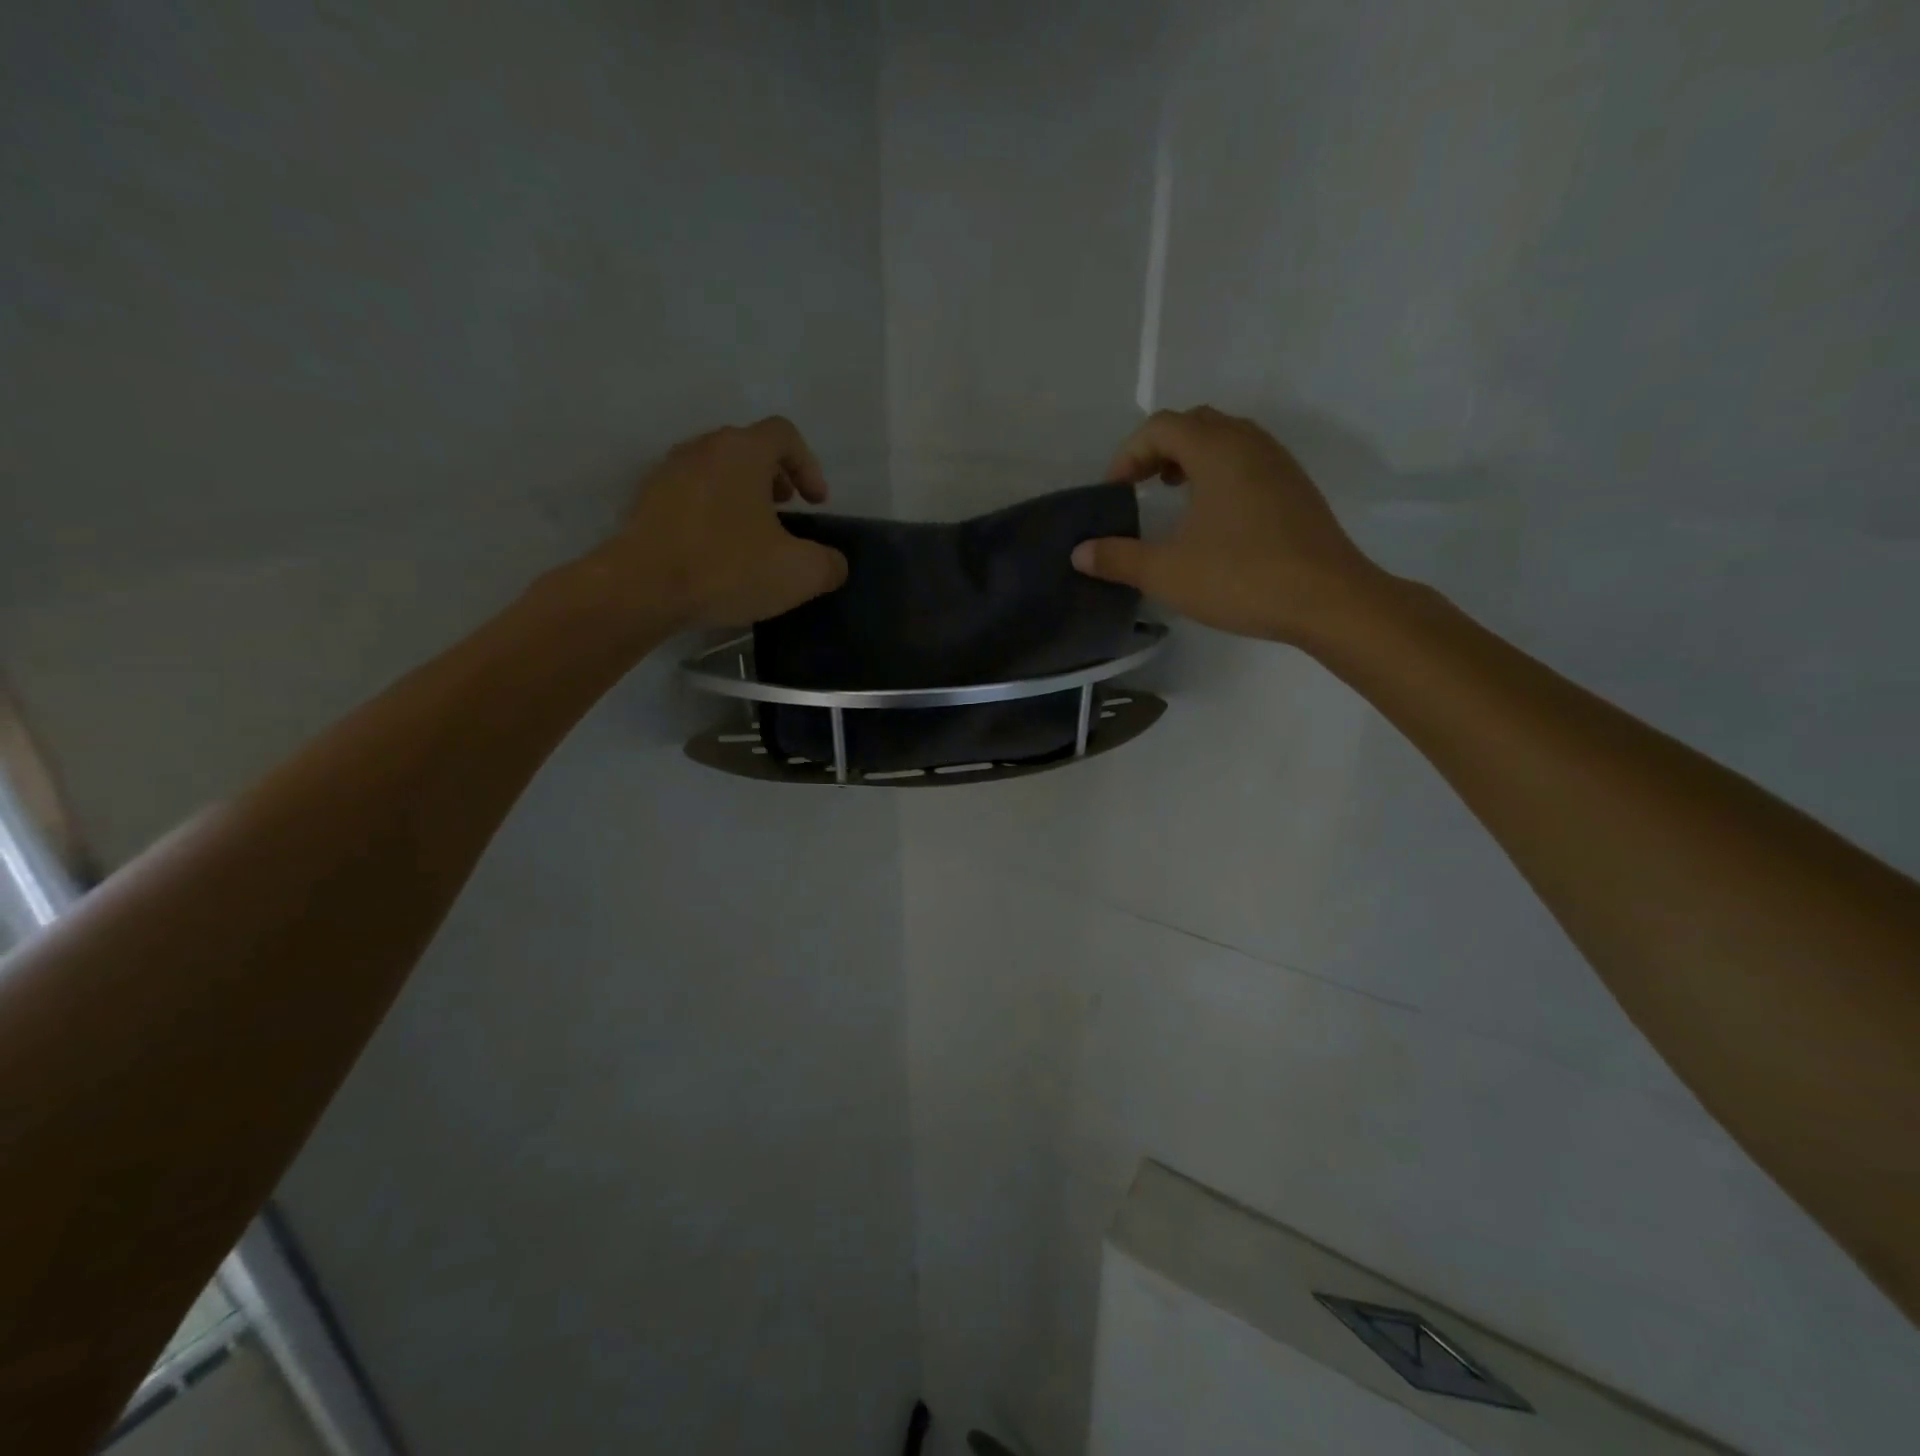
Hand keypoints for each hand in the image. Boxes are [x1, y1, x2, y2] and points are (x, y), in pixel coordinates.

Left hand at [605, 417, 849, 630]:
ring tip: (752, 533)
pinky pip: (690, 495)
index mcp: (743, 451)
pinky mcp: (646, 501)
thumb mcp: (799, 573)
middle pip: (747, 448)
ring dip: (741, 494)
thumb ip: (829, 564)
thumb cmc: (727, 568)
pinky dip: (711, 511)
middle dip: (774, 477)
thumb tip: (834, 563)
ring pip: (716, 470)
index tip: (815, 503)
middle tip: (786, 511)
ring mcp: (668, 472)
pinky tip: (717, 550)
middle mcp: (703, 449)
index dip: (809, 465)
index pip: (784, 435)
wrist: (641, 588)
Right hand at [1072, 407, 1381, 645]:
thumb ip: (1118, 558)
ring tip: (1171, 496)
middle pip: (1194, 424)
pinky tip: (1212, 518)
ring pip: (1225, 440)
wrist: (1328, 599)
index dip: (1128, 454)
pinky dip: (1218, 474)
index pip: (1161, 427)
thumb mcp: (1167, 572)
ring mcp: (1278, 463)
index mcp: (1216, 450)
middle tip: (1138, 487)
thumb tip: (1079, 553)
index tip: (1114, 492)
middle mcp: (1250, 443)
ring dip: (1190, 459)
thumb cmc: (1241, 577)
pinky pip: (1247, 461)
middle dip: (1158, 450)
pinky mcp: (1295, 488)